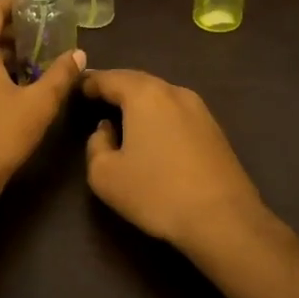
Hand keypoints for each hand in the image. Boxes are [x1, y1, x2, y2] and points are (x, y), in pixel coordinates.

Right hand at [83, 69, 273, 260]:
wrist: (223, 219)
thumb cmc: (156, 193)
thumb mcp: (105, 175)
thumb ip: (96, 145)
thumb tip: (106, 129)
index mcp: (144, 95)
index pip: (109, 78)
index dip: (88, 82)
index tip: (75, 88)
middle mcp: (174, 91)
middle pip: (137, 81)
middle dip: (115, 86)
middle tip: (95, 97)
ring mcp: (199, 109)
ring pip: (160, 95)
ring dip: (138, 101)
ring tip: (122, 115)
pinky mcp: (214, 129)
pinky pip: (176, 112)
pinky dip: (158, 115)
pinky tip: (153, 134)